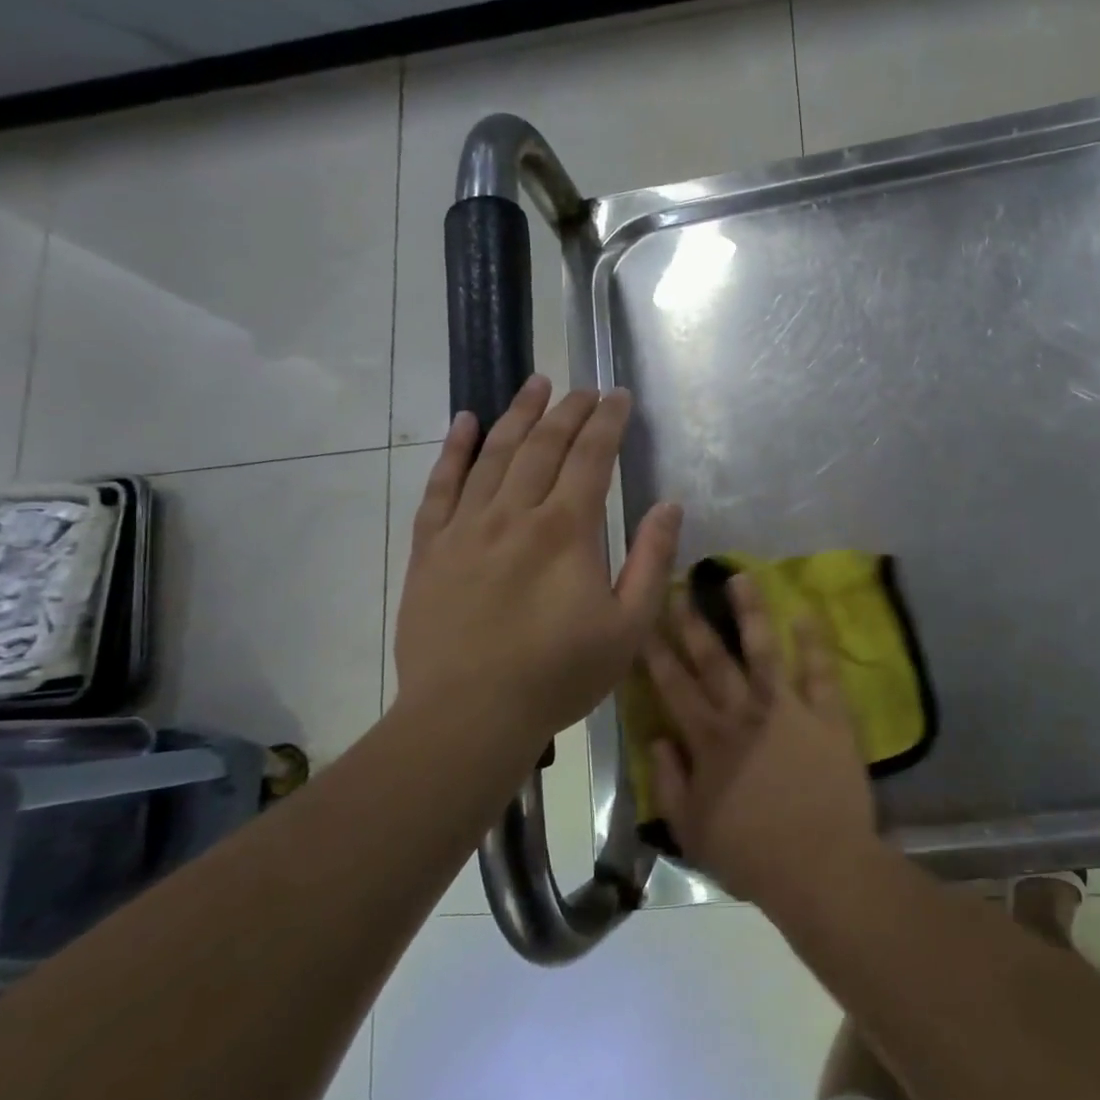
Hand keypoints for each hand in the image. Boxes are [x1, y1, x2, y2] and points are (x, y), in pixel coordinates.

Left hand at [395, 375, 681, 757]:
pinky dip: (455, 450)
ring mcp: (466, 527)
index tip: (619, 396)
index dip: (608, 422)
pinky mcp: (430, 547)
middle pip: (544, 445)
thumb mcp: (628, 627)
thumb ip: (651, 561)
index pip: (591, 457)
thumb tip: (670, 506)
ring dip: (519, 414)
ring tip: (536, 384)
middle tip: (585, 387)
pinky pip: (440, 486)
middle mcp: (515, 513)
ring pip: (495, 454)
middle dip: (569, 410)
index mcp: (567, 530)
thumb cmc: (559, 675)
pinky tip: (465, 422)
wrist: (469, 715)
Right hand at [645, 573, 878, 907]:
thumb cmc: (751, 855)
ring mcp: (789, 710)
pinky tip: (806, 612)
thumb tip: (658, 737)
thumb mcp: (691, 830)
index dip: (655, 652)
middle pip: (713, 660)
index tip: (643, 621)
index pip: (674, 687)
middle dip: (692, 622)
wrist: (821, 867)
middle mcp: (744, 714)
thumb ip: (668, 782)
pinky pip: (821, 671)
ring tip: (739, 576)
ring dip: (750, 612)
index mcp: (709, 741)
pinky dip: (815, 641)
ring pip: (764, 651)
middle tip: (680, 586)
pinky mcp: (828, 716)